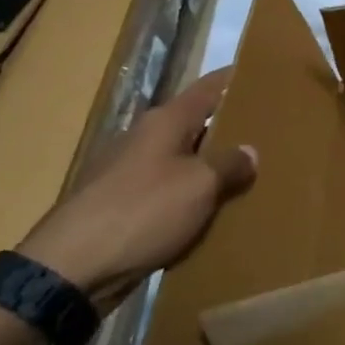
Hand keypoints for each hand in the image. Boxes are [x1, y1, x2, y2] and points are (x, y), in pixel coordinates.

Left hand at [18, 67, 256, 313]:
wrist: (71, 269)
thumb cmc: (143, 211)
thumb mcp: (199, 185)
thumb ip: (229, 164)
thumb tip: (250, 151)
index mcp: (165, 121)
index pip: (209, 87)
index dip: (236, 79)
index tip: (266, 75)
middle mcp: (147, 139)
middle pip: (198, 123)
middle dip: (232, 127)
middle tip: (272, 132)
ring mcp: (132, 173)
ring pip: (186, 160)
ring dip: (213, 166)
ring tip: (254, 174)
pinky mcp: (125, 207)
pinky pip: (171, 192)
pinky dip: (194, 197)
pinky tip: (217, 211)